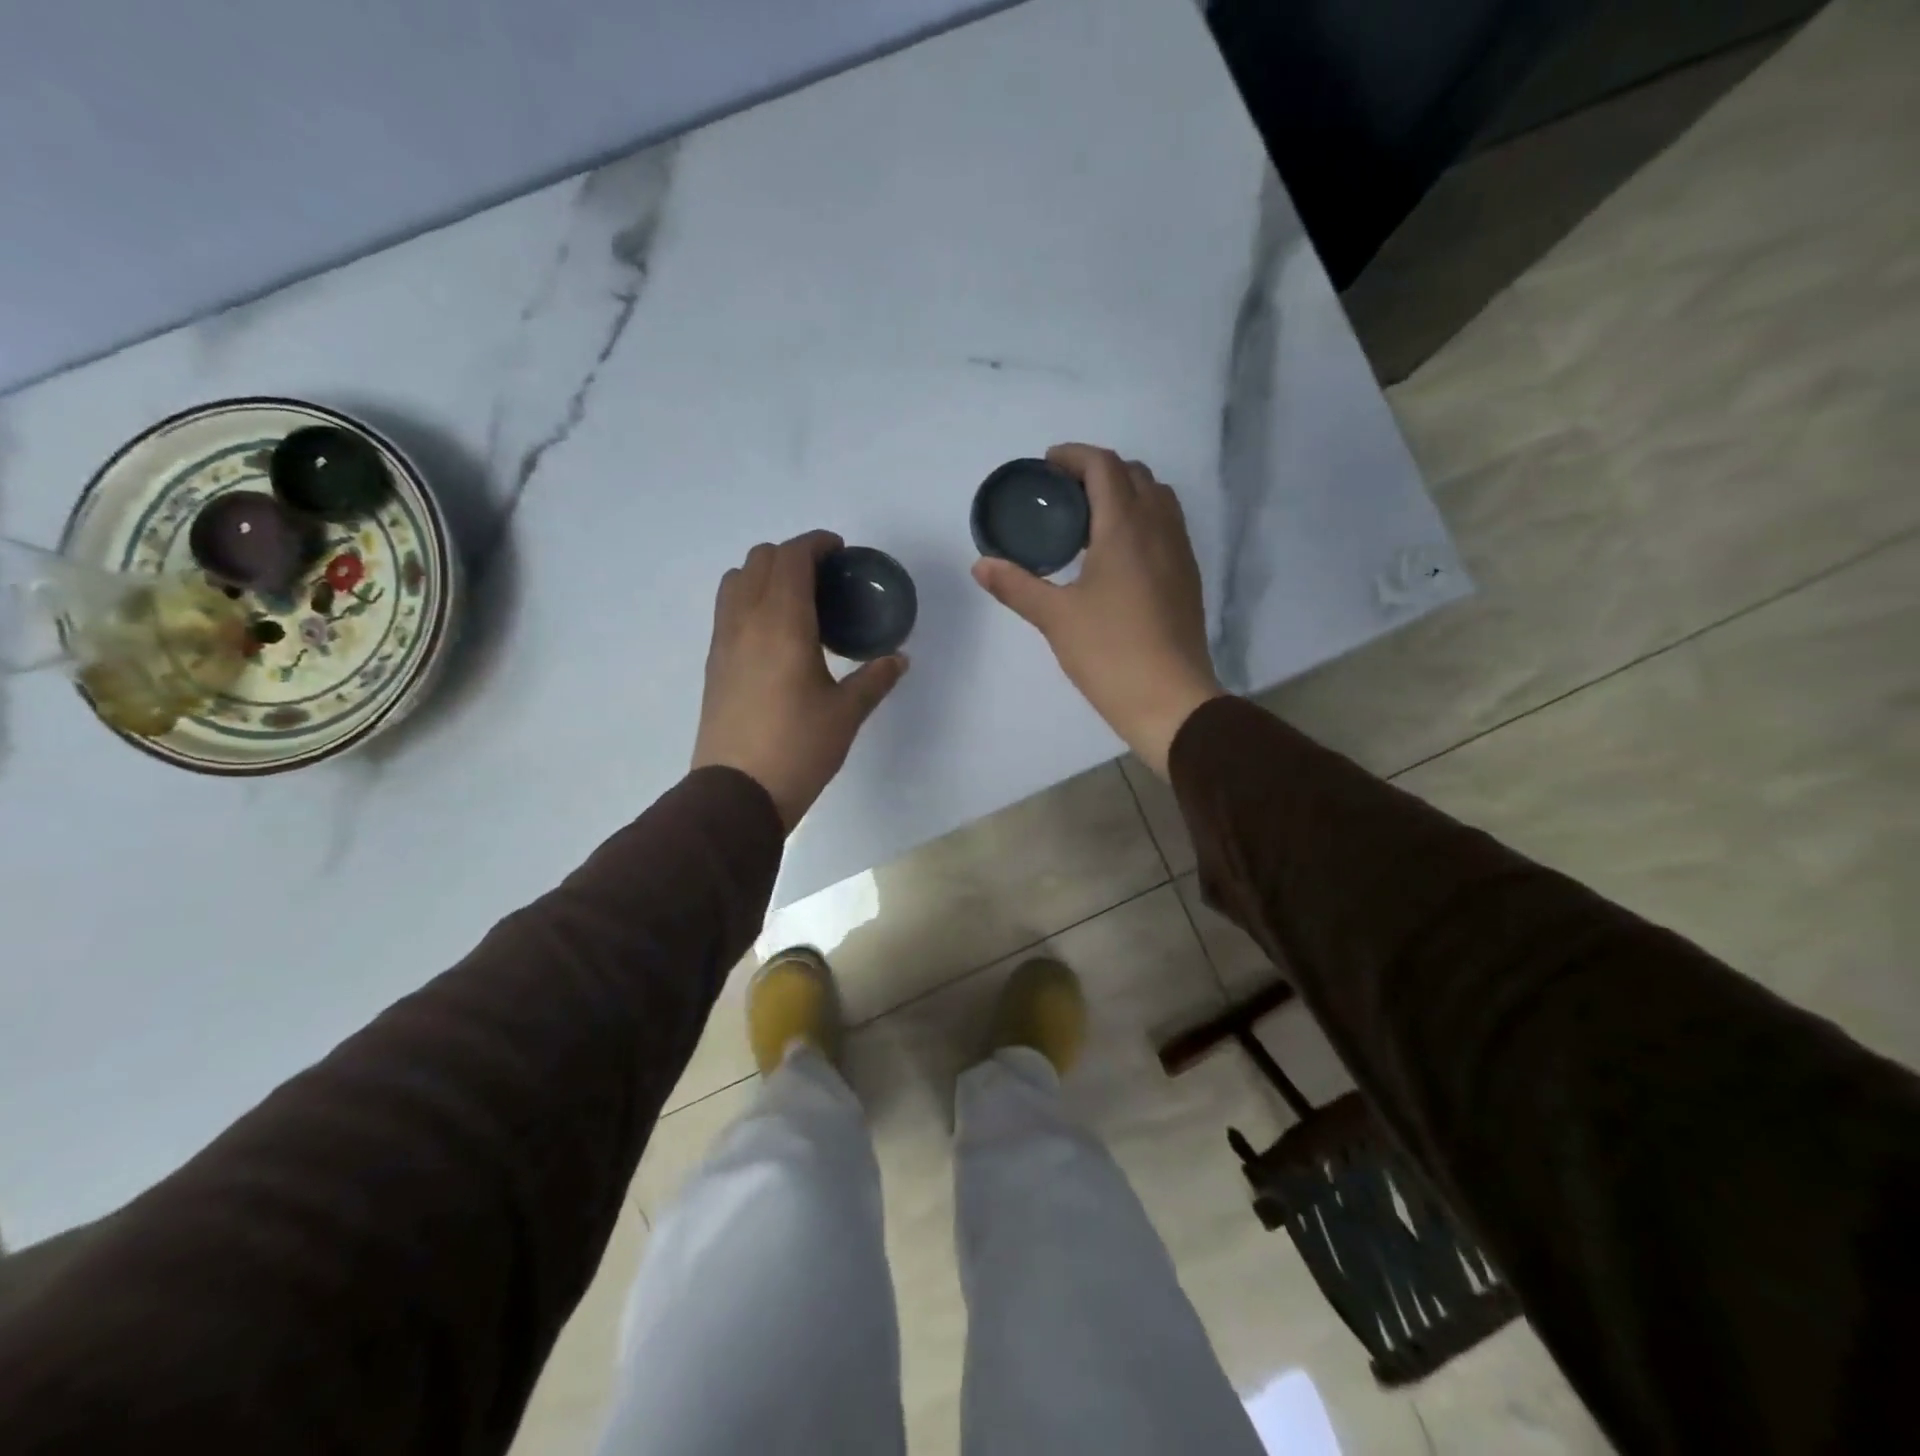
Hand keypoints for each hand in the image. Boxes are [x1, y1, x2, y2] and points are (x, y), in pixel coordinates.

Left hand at [693, 531, 907, 829]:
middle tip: (824, 578)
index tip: (840, 552)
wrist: (737, 792)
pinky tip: (776, 634)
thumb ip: (875, 679)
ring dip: (765, 575)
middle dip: (792, 555)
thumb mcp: (846, 713)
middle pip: (760, 559)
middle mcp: (746, 621)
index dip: (816, 544)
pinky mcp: (714, 663)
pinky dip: (750, 600)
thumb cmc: (798, 748)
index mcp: (782, 623)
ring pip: (735, 581)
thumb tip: (899, 659)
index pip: (791, 558)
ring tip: (796, 601)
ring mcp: (723, 641)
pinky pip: (727, 610)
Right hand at [973, 444, 1223, 777]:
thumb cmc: (1110, 653)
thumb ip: (1017, 586)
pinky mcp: (1188, 577)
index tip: (1047, 465)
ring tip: (1090, 520)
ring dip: (1125, 493)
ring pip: (1157, 499)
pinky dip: (1142, 519)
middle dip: (1099, 471)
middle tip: (1064, 494)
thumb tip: (980, 564)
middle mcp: (1159, 528)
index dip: (1074, 456)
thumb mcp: (1055, 618)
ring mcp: (1180, 552)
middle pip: (1134, 475)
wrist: (1170, 700)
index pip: (1104, 466)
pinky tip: (1117, 555)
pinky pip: (1167, 526)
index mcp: (1125, 528)